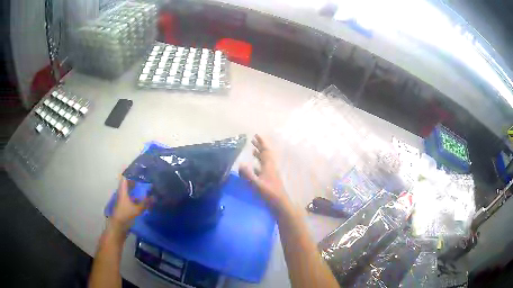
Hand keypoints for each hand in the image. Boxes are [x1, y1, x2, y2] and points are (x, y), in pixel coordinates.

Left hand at [111, 176, 150, 234]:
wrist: (118, 227)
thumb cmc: (125, 215)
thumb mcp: (137, 209)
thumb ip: (145, 203)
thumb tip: (154, 197)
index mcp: (122, 191)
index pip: (125, 178)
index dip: (130, 173)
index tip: (138, 170)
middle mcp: (122, 193)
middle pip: (126, 184)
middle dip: (134, 181)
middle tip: (144, 178)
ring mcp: (122, 200)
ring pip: (128, 191)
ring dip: (135, 189)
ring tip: (145, 187)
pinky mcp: (124, 206)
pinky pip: (130, 198)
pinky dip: (135, 197)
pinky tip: (142, 200)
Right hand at [239, 135, 289, 212]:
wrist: (280, 205)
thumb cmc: (269, 194)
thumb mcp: (257, 185)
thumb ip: (248, 175)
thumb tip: (240, 164)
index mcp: (269, 167)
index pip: (265, 151)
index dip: (261, 143)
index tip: (256, 135)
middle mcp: (270, 168)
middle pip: (265, 154)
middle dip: (259, 147)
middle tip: (253, 140)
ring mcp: (271, 175)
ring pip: (265, 162)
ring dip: (259, 155)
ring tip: (253, 151)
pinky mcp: (270, 181)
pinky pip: (263, 169)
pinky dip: (258, 166)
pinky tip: (254, 168)